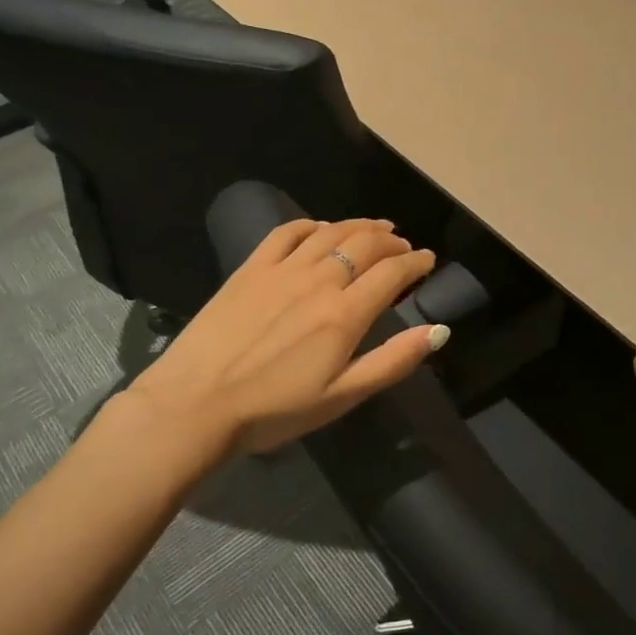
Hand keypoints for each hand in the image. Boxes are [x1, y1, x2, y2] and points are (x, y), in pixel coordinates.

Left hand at [125, 217, 444, 456]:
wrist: (197, 403)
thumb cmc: (275, 410)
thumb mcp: (342, 397)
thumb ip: (392, 361)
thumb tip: (438, 331)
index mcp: (345, 315)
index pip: (392, 273)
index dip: (415, 262)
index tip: (428, 260)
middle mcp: (318, 281)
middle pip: (364, 245)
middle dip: (392, 241)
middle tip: (404, 245)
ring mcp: (281, 270)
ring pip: (330, 232)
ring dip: (359, 226)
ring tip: (375, 228)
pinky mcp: (250, 269)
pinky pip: (287, 233)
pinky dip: (312, 225)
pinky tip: (320, 229)